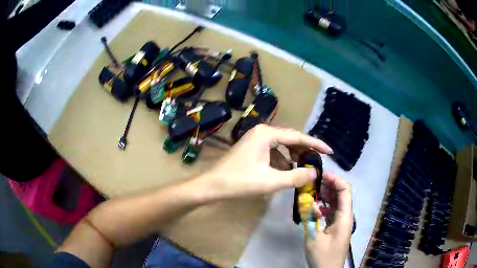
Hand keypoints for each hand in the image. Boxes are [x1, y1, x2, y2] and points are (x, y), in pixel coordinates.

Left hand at [199, 124, 332, 199]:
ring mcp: (256, 140)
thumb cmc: (240, 182)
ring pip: (282, 147)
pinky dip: (282, 162)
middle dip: (304, 152)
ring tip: (304, 170)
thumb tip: (314, 173)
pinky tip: (286, 173)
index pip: (298, 136)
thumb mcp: (271, 181)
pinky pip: (273, 153)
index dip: (315, 144)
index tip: (329, 151)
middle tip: (317, 163)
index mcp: (267, 134)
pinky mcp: (252, 148)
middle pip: (290, 140)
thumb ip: (296, 177)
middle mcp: (262, 132)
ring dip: (293, 158)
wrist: (212, 185)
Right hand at [305, 173, 352, 267]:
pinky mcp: (336, 227)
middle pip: (341, 194)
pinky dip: (324, 205)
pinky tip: (314, 205)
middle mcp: (346, 216)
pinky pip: (332, 211)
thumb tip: (307, 200)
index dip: (335, 180)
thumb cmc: (323, 256)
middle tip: (312, 181)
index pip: (345, 191)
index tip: (321, 176)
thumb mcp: (313, 237)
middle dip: (329, 185)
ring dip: (326, 195)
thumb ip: (310, 217)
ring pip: (336, 202)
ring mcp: (341, 221)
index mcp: (345, 217)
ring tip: (311, 190)